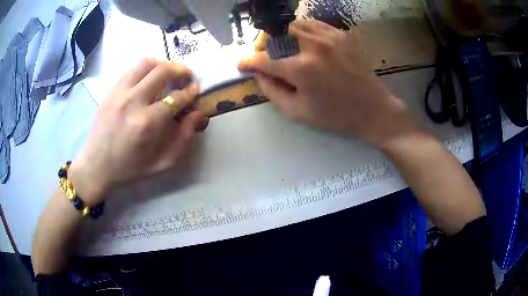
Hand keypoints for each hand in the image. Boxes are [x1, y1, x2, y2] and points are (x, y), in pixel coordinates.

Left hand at [69, 58, 206, 203]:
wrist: (96, 166)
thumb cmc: (129, 169)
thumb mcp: (162, 164)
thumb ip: (184, 139)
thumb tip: (198, 114)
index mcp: (147, 123)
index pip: (177, 97)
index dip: (191, 92)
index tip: (195, 91)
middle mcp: (133, 101)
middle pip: (163, 70)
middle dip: (181, 70)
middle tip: (186, 77)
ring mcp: (119, 92)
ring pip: (147, 62)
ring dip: (163, 65)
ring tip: (168, 75)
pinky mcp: (111, 90)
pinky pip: (132, 69)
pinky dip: (146, 69)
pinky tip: (148, 79)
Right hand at [238, 19, 418, 147]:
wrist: (373, 109)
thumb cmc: (335, 115)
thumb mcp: (298, 112)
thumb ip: (272, 91)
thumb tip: (257, 73)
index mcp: (301, 69)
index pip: (263, 59)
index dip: (247, 61)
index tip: (241, 64)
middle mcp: (313, 46)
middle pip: (276, 33)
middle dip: (264, 44)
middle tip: (265, 55)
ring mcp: (330, 36)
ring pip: (294, 24)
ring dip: (283, 34)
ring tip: (284, 47)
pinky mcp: (342, 34)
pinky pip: (314, 24)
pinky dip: (302, 30)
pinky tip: (305, 42)